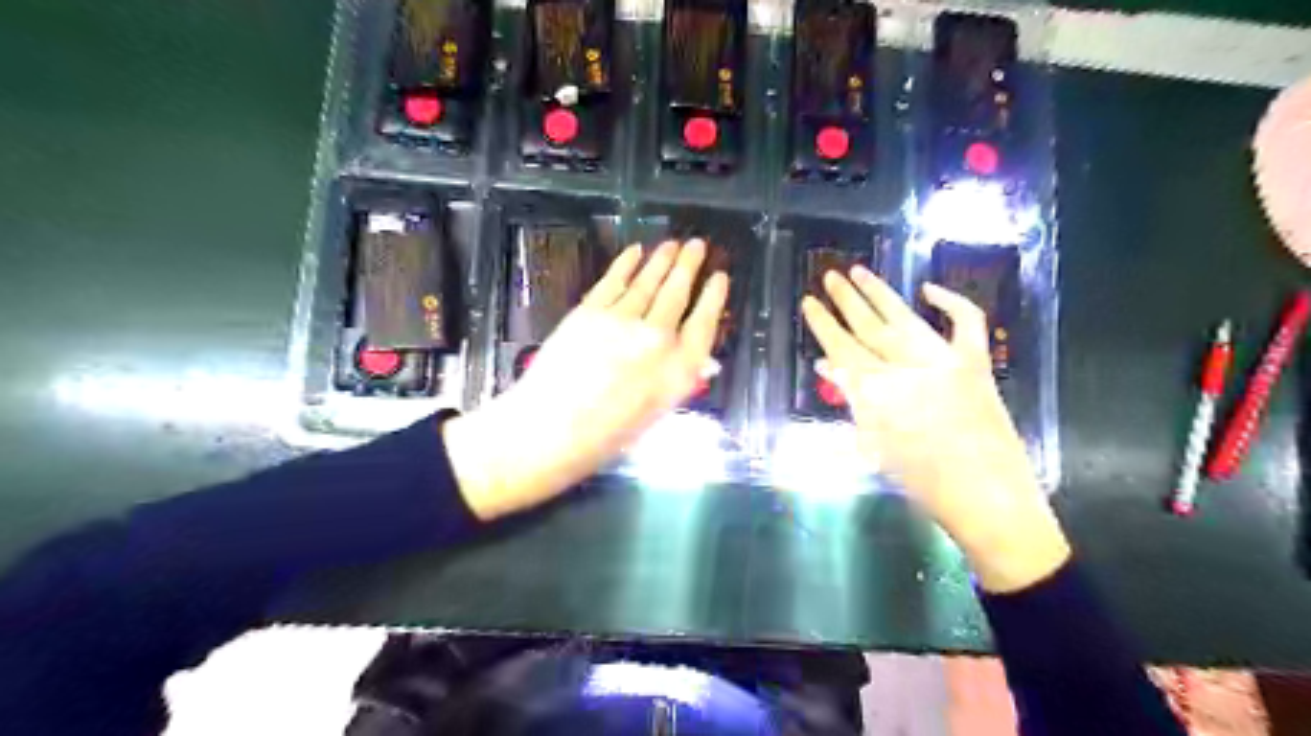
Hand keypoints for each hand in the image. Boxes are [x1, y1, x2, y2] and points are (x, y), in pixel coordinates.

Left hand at [439, 239, 727, 520]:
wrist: (548, 431)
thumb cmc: (606, 437)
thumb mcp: (655, 414)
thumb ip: (675, 379)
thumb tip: (692, 358)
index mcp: (680, 371)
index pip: (705, 324)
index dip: (714, 298)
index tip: (720, 277)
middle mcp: (657, 338)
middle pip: (678, 293)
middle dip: (689, 266)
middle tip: (697, 245)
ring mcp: (622, 320)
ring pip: (649, 281)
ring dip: (662, 259)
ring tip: (674, 244)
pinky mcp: (590, 311)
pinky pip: (614, 279)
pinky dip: (627, 263)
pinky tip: (636, 251)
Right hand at [804, 268, 1068, 593]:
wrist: (986, 498)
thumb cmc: (921, 482)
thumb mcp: (874, 443)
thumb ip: (852, 400)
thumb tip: (829, 368)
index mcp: (879, 392)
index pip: (842, 348)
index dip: (823, 324)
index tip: (808, 302)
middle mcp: (908, 367)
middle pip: (869, 326)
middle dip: (846, 300)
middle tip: (828, 275)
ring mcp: (945, 361)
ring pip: (905, 317)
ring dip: (880, 293)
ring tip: (859, 271)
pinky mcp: (976, 363)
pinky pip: (966, 323)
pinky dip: (951, 303)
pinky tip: (928, 289)